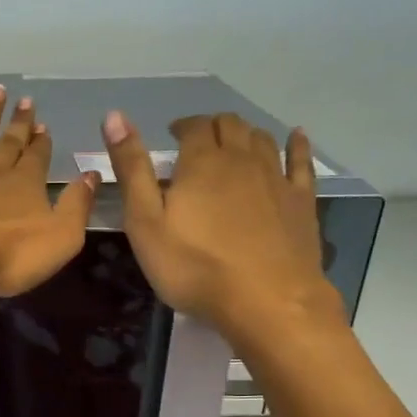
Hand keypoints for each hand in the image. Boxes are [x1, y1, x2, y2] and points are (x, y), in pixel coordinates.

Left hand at [0, 84, 98, 297]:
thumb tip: (92, 176)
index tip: (43, 123)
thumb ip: (77, 207)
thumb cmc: (5, 255)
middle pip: (9, 143)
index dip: (41, 142)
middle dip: (19, 123)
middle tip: (26, 100)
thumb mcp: (59, 238)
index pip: (38, 158)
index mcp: (26, 186)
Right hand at [104, 110, 343, 335]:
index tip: (172, 136)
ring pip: (262, 139)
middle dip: (212, 127)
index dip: (182, 126)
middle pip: (230, 126)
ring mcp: (276, 178)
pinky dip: (296, 144)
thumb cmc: (194, 266)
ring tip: (233, 143)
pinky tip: (296, 137)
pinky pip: (301, 162)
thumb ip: (131, 169)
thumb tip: (114, 115)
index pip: (194, 126)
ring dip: (245, 134)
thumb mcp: (145, 222)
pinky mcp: (301, 201)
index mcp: (201, 162)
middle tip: (198, 142)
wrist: (266, 300)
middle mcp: (241, 159)